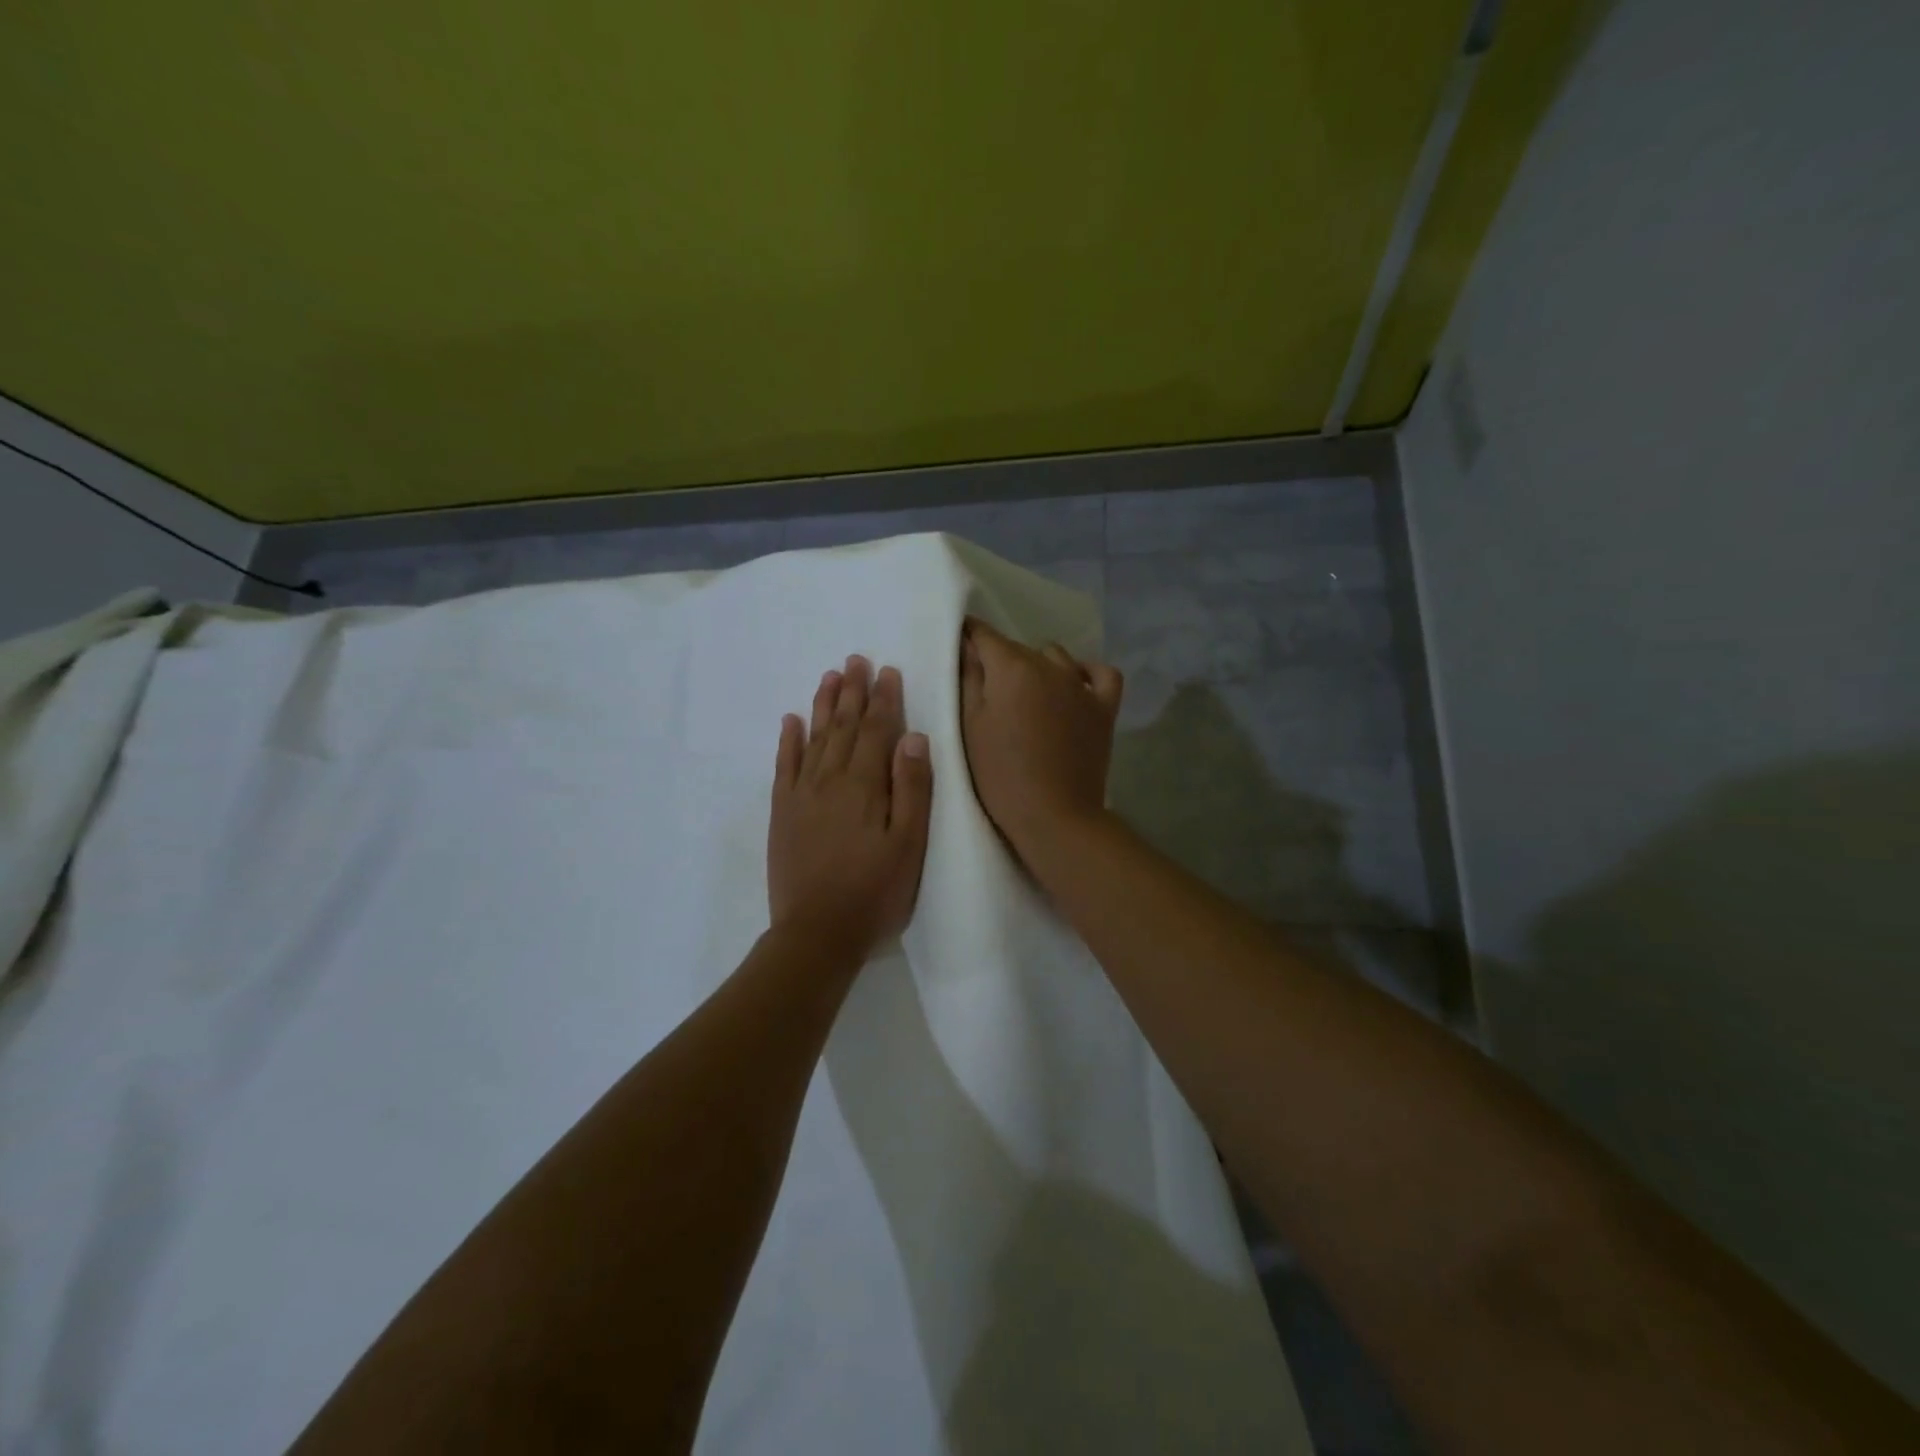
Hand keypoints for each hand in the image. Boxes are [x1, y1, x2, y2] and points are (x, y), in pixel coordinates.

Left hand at [768, 655, 932, 958]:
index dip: (884, 699)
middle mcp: (830, 780)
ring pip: (814, 738)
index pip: (876, 730)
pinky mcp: (782, 813)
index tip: (888, 670)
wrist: (817, 933)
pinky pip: (784, 766)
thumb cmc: (875, 892)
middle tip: (856, 659)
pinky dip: (788, 741)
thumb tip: (913, 737)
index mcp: (865, 785)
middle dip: (852, 691)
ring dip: (823, 705)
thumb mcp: (909, 844)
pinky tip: (791, 721)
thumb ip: (912, 788)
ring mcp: (801, 795)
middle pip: (843, 726)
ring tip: (830, 677)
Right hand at [959, 617, 1123, 857]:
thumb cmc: (1001, 775)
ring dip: (1038, 667)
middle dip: (999, 659)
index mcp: (1012, 668)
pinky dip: (1087, 673)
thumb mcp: (970, 727)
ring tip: (1025, 694)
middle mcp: (1050, 666)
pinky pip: (1101, 675)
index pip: (984, 635)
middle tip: (985, 689)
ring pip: (1055, 657)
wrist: (1054, 816)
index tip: (957, 647)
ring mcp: (1082, 686)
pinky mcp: (1104, 709)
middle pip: (1018, 648)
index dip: (968, 636)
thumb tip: (967, 647)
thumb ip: (967, 679)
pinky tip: (1075, 684)